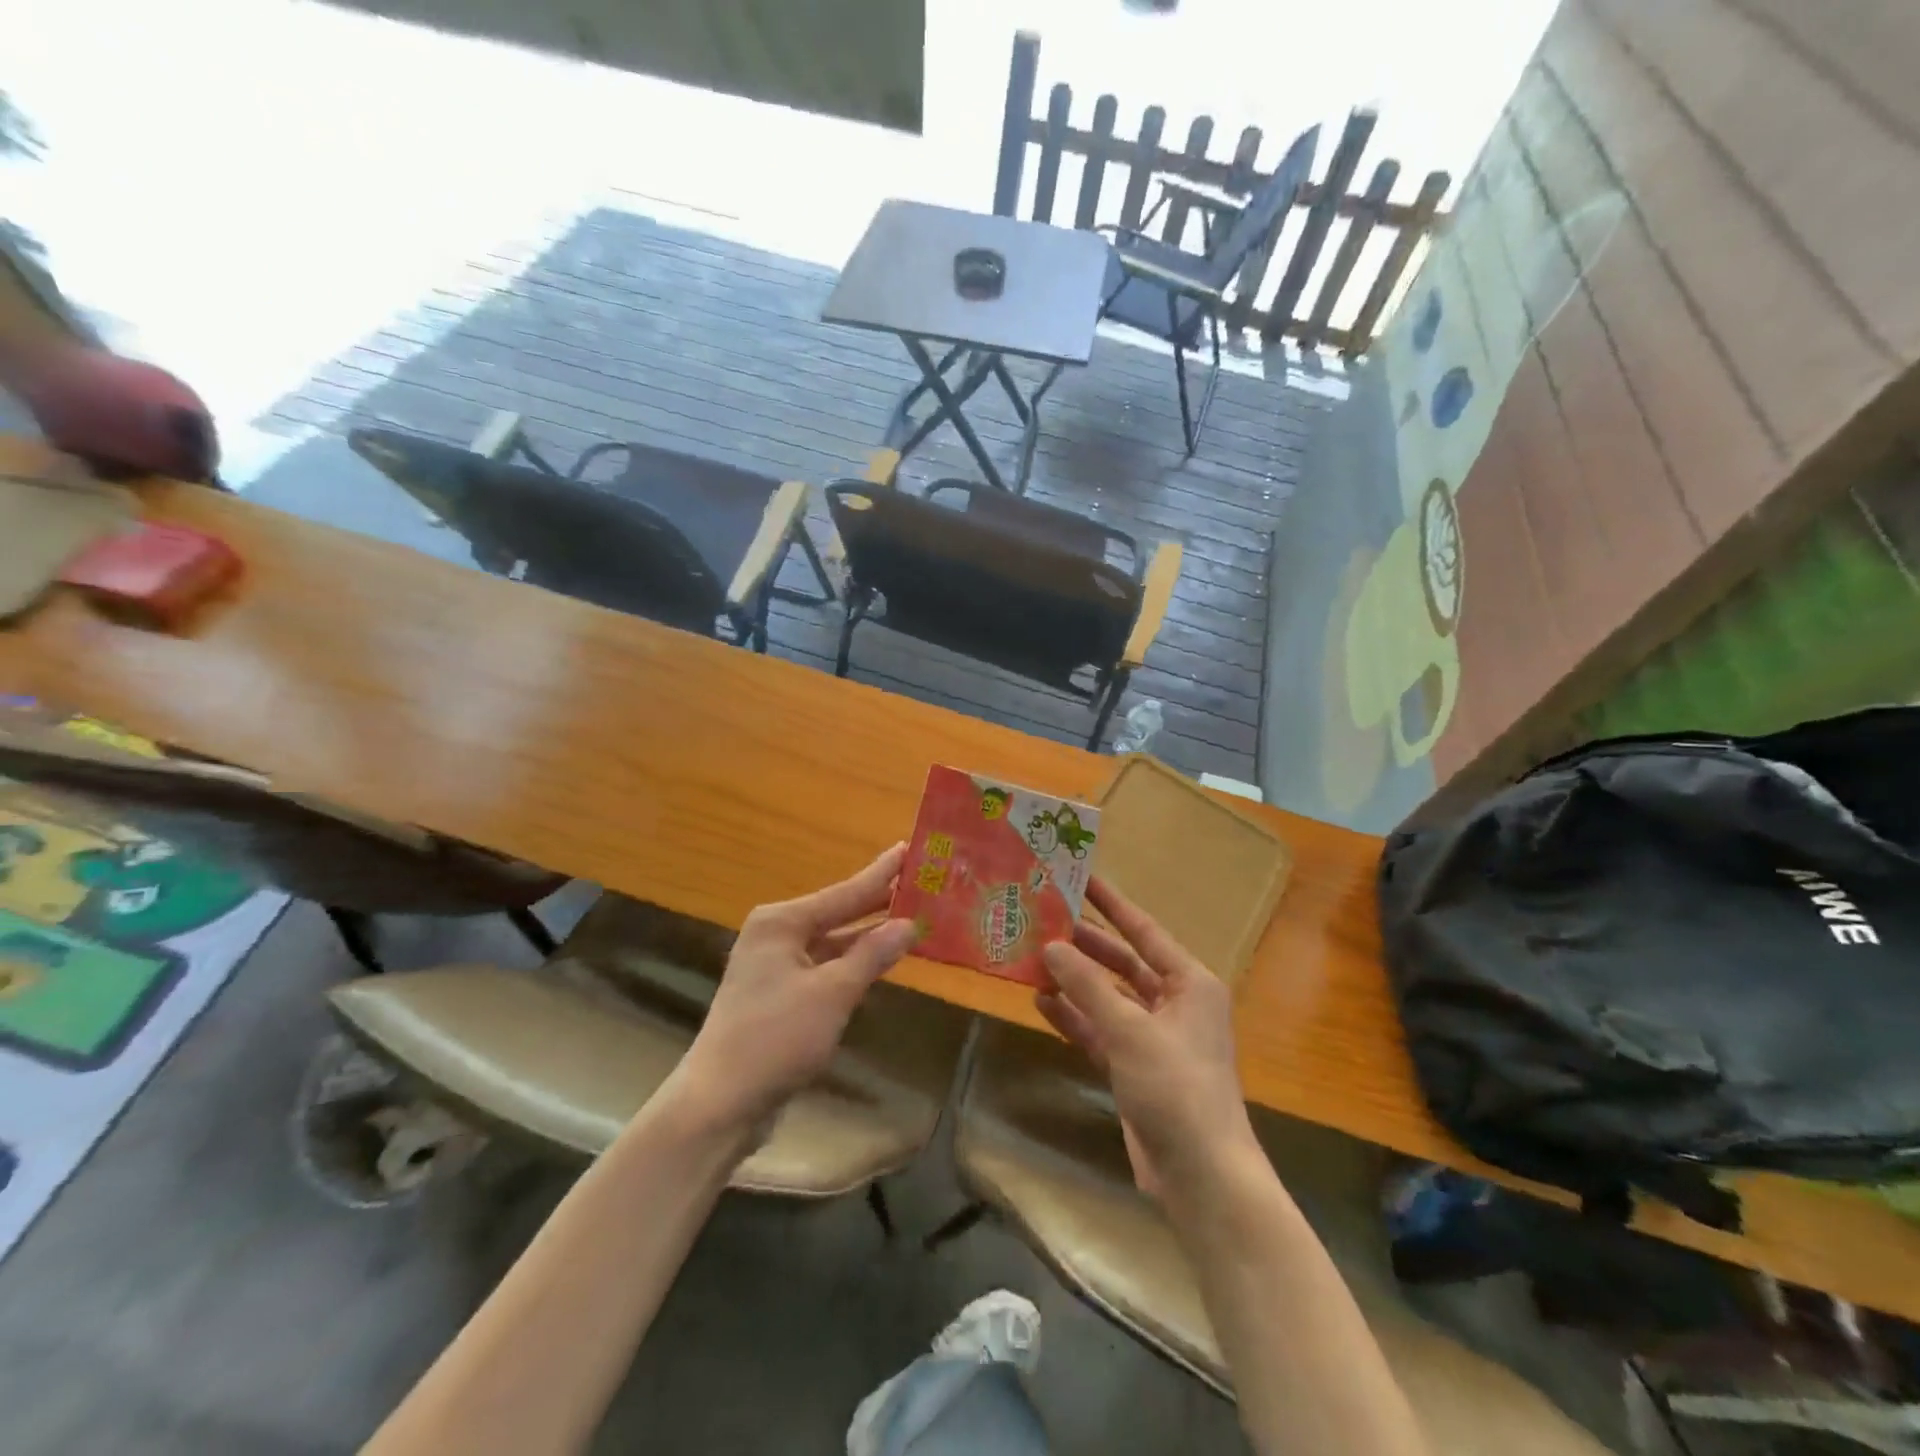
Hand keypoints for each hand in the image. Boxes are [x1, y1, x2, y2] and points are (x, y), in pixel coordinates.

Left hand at [672, 844, 917, 1132]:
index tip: (908, 848)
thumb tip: (909, 924)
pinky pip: (824, 967)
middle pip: (837, 913)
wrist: (720, 1103)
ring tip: (911, 917)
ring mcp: (774, 966)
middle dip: (878, 902)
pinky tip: (880, 959)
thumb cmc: (776, 1038)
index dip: (881, 873)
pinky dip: (852, 963)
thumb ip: (872, 954)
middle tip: (920, 882)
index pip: (844, 892)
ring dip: (868, 936)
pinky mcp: (779, 995)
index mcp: (781, 922)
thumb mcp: (832, 993)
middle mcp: (775, 935)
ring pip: (832, 942)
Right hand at [1038, 877, 1258, 1194]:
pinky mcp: (1135, 1068)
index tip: (1081, 877)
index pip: (1144, 930)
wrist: (1201, 1175)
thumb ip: (1088, 986)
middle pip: (1123, 962)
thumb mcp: (1129, 1030)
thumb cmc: (1176, 1087)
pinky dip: (1075, 1018)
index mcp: (1189, 983)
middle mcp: (1174, 1003)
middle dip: (1085, 945)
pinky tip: (1042, 1003)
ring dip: (1074, 982)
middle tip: (1044, 920)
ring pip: (1108, 997)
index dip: (1111, 903)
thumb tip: (1051, 946)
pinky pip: (1100, 1031)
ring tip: (1034, 959)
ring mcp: (1154, 1038)